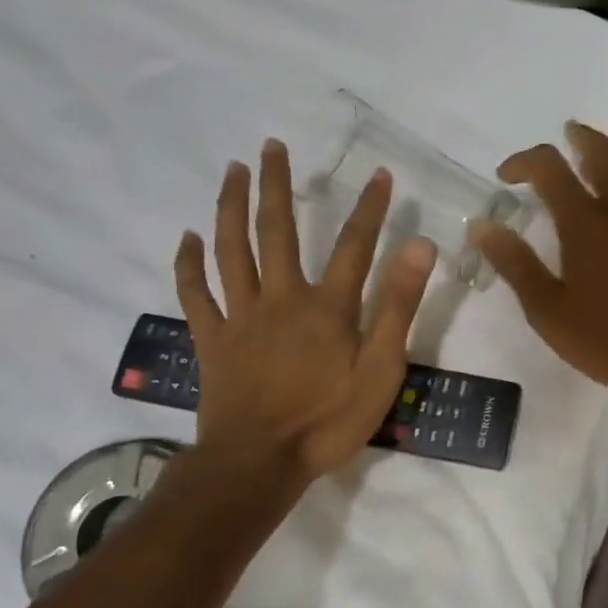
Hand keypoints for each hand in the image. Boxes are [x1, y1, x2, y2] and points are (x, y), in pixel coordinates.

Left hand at [175, 140, 436, 476]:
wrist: (260, 461)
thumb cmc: (329, 421)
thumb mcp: (382, 370)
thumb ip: (398, 307)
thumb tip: (420, 247)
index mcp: (327, 307)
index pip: (355, 245)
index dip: (370, 208)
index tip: (379, 174)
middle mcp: (281, 298)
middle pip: (277, 230)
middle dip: (276, 185)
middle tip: (272, 146)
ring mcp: (241, 316)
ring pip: (231, 249)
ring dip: (230, 206)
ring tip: (232, 170)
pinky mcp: (212, 339)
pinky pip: (195, 293)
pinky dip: (188, 263)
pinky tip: (187, 237)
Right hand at [470, 121, 607, 403]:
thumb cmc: (602, 337)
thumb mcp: (546, 308)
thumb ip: (514, 263)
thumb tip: (481, 227)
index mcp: (586, 222)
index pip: (550, 167)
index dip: (524, 161)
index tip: (506, 176)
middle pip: (604, 151)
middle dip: (580, 138)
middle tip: (567, 134)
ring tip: (599, 164)